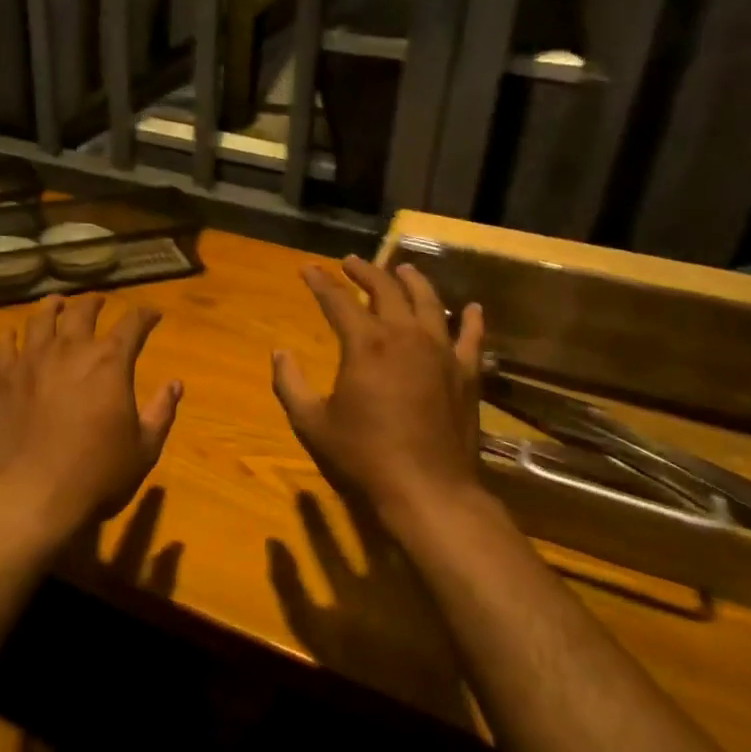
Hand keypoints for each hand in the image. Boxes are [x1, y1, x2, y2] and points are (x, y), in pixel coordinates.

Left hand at [0, 294, 183, 548]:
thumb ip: (161, 412)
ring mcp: (32, 360)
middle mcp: (71, 349)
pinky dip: (11, 334)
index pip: (132, 324)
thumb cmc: (97, 475)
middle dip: (95, 303)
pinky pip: (4, 343)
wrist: (32, 496)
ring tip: (58, 304)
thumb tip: (175, 384)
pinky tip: (14, 335)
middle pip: (83, 311)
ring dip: (53, 306)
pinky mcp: (2, 377)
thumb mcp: (144, 449)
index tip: (152, 314)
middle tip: (100, 302)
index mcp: (110, 362)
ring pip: (41, 317)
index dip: (145, 315)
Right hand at [272, 256, 485, 521]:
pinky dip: (470, 319)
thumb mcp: (312, 423)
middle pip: (386, 289)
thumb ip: (290, 384)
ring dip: (413, 281)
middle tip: (351, 262)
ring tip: (403, 269)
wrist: (427, 490)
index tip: (308, 268)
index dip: (321, 282)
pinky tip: (470, 307)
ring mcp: (441, 352)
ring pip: (429, 302)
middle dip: (365, 271)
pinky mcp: (466, 373)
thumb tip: (279, 353)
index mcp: (366, 344)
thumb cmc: (363, 456)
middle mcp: (405, 336)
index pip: (338, 301)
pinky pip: (471, 337)